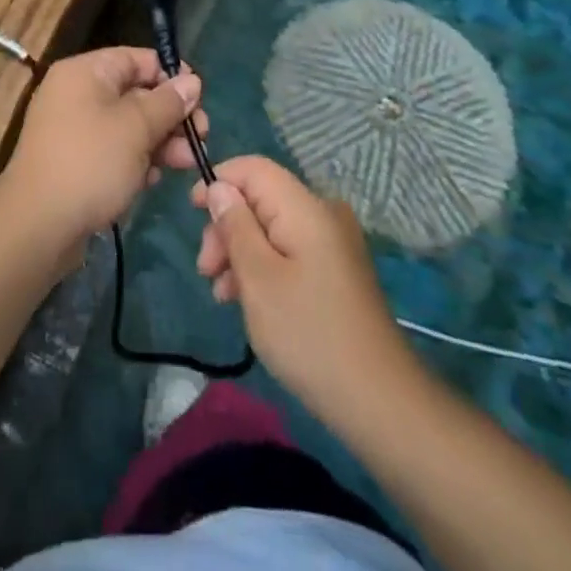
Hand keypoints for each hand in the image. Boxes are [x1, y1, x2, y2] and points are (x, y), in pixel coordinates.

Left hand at [0, 47, 206, 262]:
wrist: (37, 226)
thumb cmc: (90, 163)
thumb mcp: (136, 128)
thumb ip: (167, 102)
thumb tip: (191, 81)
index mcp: (85, 72)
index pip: (136, 59)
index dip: (170, 75)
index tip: (200, 97)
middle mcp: (76, 93)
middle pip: (135, 93)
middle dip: (170, 115)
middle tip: (200, 136)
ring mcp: (73, 129)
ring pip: (127, 125)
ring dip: (160, 141)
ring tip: (188, 163)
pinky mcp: (74, 162)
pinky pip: (113, 150)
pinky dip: (136, 161)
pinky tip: (154, 180)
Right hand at [192, 156, 411, 421]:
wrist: (379, 401)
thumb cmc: (308, 334)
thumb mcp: (258, 278)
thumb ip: (235, 226)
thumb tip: (219, 187)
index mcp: (305, 207)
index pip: (254, 168)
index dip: (219, 181)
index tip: (192, 213)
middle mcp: (322, 214)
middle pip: (261, 198)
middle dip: (227, 226)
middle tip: (205, 270)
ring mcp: (333, 243)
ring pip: (272, 227)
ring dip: (240, 251)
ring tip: (222, 294)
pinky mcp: (336, 271)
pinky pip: (289, 250)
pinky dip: (263, 266)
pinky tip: (246, 300)